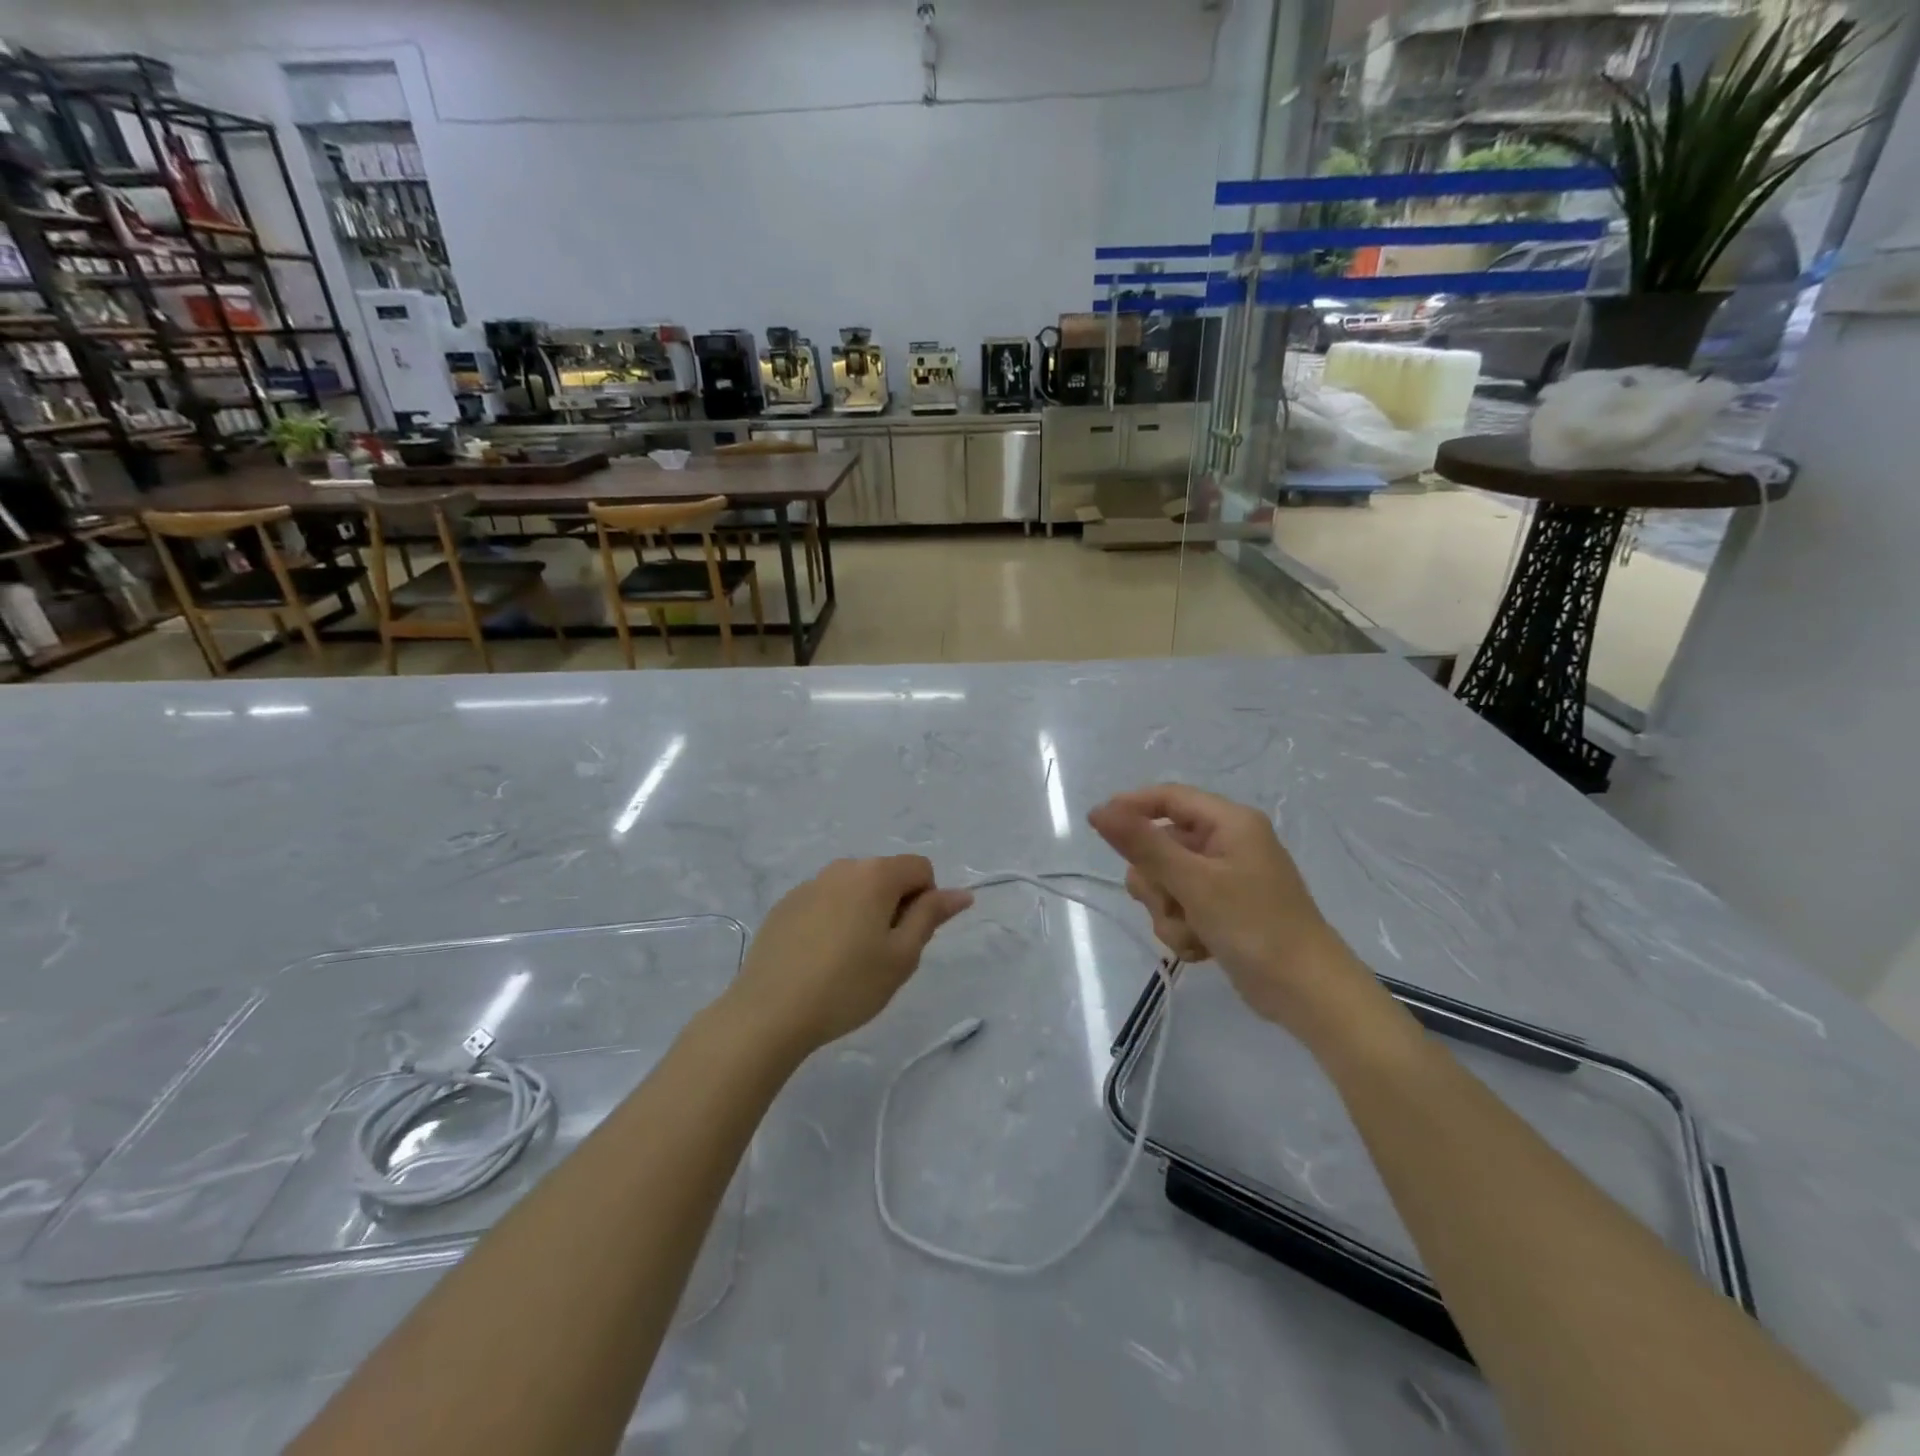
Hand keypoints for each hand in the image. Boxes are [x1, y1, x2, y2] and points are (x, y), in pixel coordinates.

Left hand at [729, 857, 972, 1054]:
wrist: (769, 1012)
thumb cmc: (848, 985)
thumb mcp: (902, 956)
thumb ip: (931, 916)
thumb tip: (961, 892)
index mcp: (875, 874)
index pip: (921, 868)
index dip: (926, 901)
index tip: (908, 939)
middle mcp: (842, 868)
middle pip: (886, 876)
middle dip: (894, 907)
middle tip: (882, 956)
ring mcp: (808, 884)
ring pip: (854, 890)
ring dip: (863, 914)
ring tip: (849, 961)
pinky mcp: (785, 905)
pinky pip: (824, 903)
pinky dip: (832, 922)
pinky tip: (819, 961)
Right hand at [1088, 785, 1361, 1032]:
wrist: (1307, 993)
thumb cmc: (1255, 925)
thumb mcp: (1193, 882)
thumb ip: (1144, 844)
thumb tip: (1099, 811)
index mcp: (1229, 822)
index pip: (1168, 798)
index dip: (1130, 807)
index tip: (1097, 827)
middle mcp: (1226, 843)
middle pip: (1161, 845)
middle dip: (1157, 882)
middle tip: (1171, 904)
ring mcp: (1225, 879)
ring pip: (1166, 882)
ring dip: (1169, 912)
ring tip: (1193, 934)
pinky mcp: (1222, 910)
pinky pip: (1181, 908)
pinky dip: (1183, 929)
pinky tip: (1202, 950)